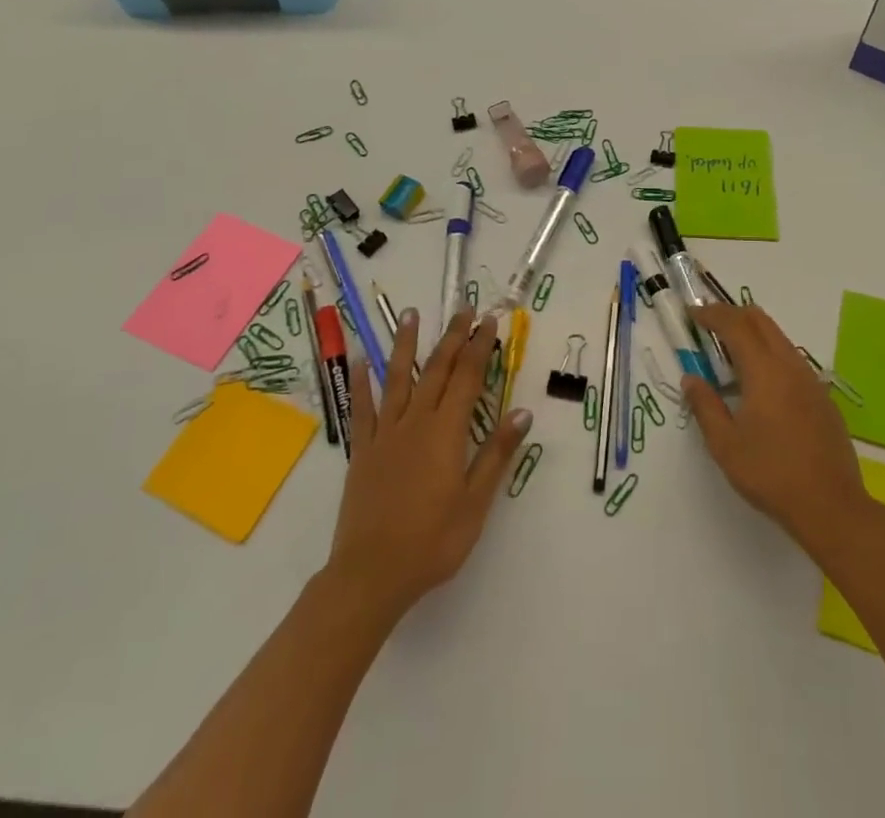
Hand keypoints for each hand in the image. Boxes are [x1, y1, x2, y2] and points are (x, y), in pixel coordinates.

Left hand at [328, 308, 530, 620]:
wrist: (371, 574)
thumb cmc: (432, 542)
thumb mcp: (475, 503)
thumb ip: (496, 454)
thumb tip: (522, 412)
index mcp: (446, 432)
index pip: (468, 378)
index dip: (480, 347)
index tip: (489, 321)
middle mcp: (416, 422)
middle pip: (437, 370)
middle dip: (453, 337)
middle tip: (464, 309)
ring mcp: (386, 434)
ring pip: (398, 379)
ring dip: (407, 344)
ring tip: (412, 314)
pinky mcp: (363, 450)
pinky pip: (362, 409)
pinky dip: (363, 382)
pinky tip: (363, 360)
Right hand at [683, 303, 871, 558]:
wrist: (831, 506)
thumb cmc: (771, 473)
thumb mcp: (725, 444)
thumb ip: (705, 406)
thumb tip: (691, 379)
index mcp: (764, 370)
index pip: (735, 325)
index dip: (711, 313)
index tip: (692, 313)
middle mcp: (790, 364)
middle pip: (760, 320)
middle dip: (732, 314)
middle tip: (709, 325)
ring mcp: (810, 379)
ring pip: (778, 337)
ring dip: (753, 333)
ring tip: (730, 353)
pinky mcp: (822, 396)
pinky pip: (791, 359)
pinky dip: (769, 354)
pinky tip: (760, 384)